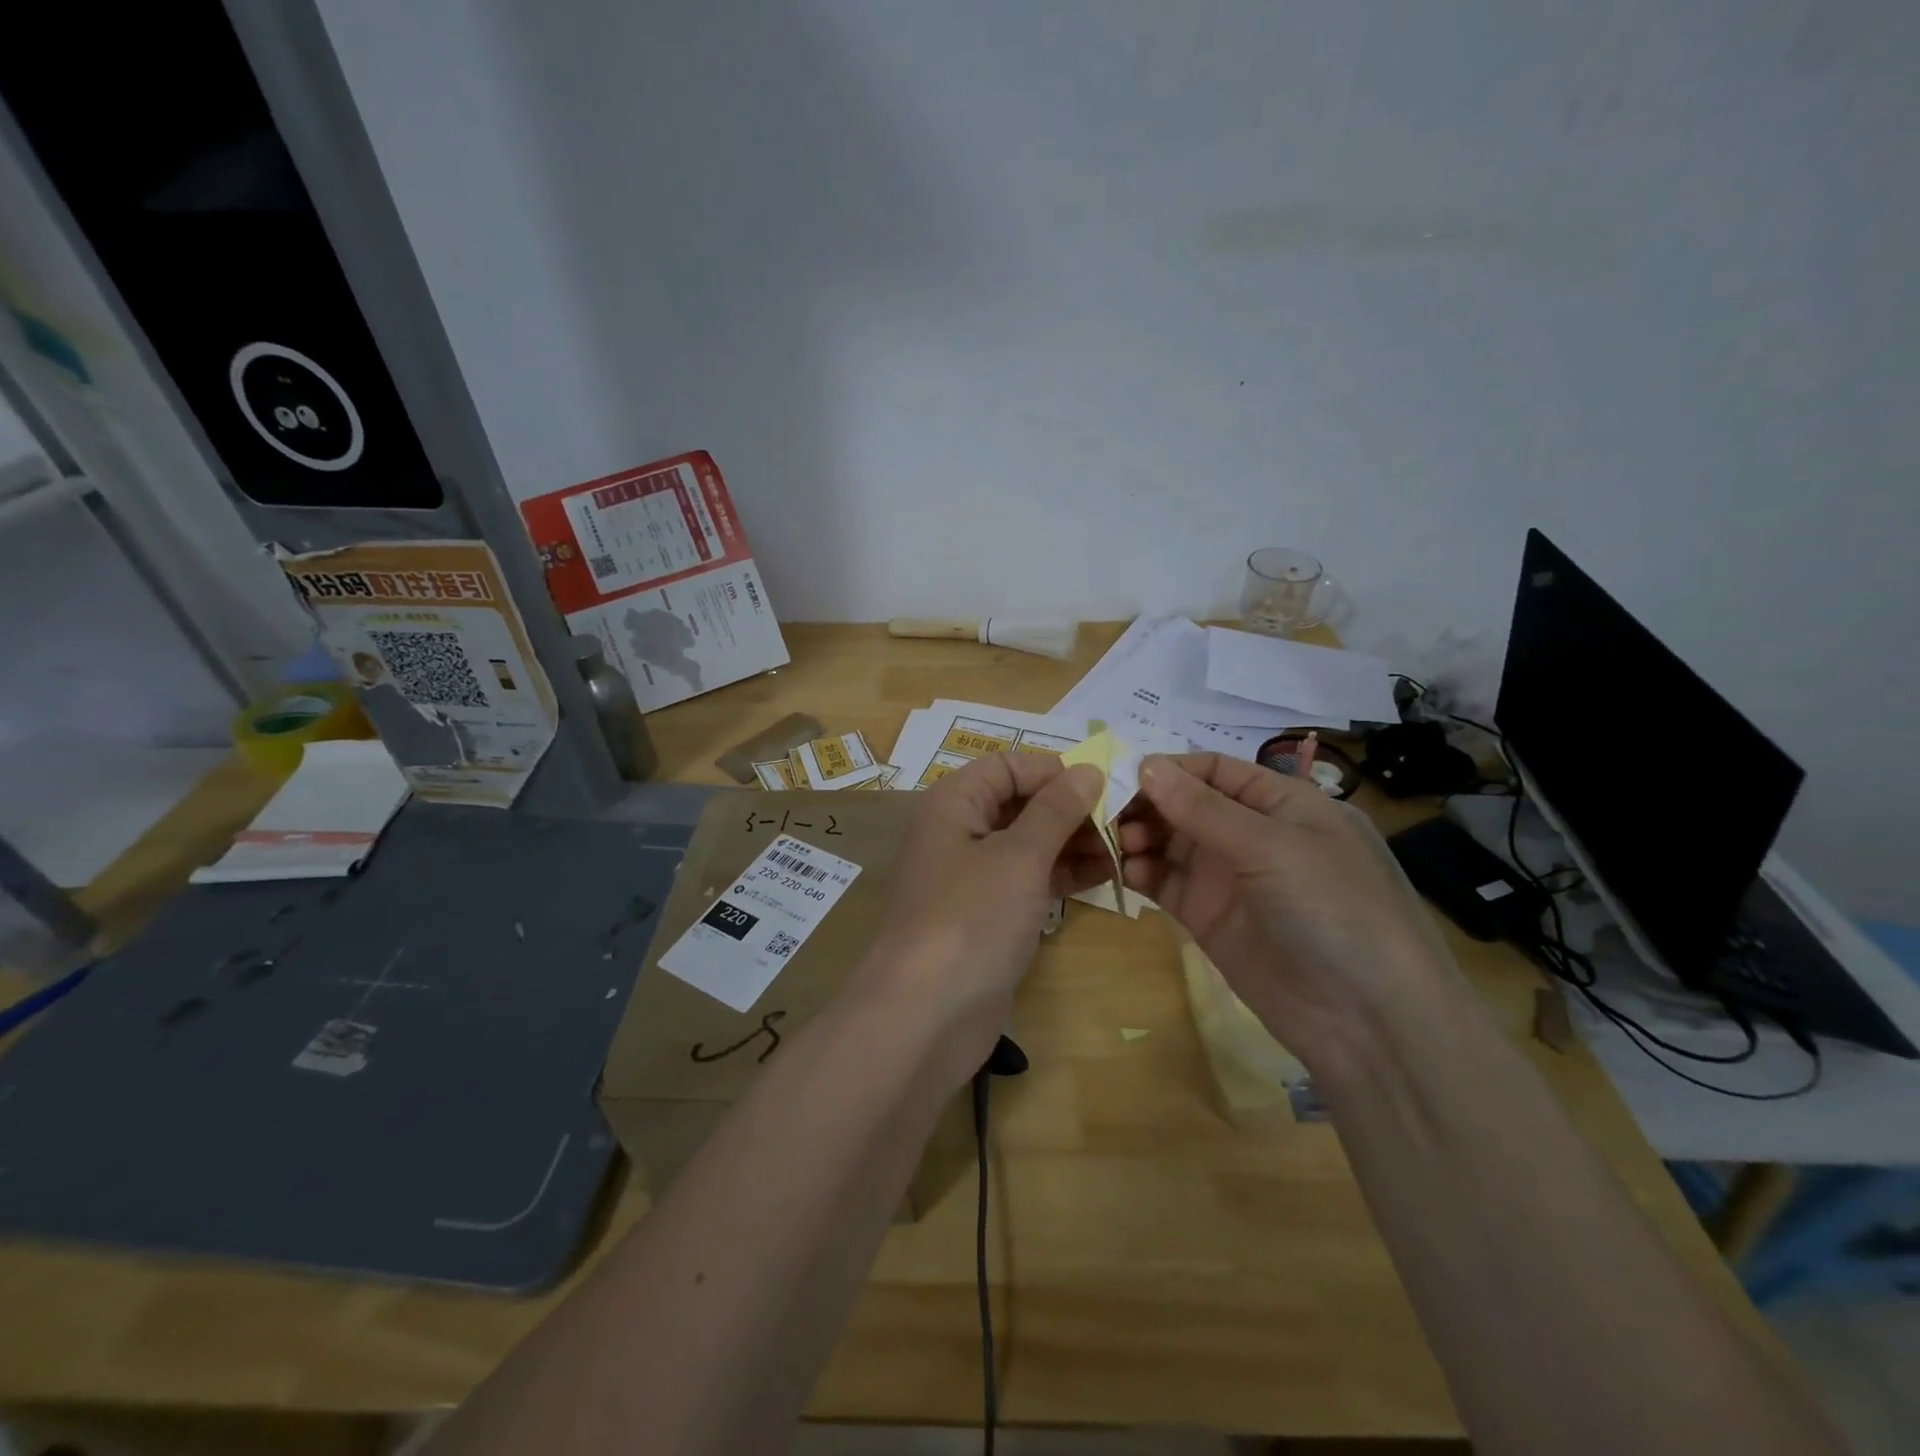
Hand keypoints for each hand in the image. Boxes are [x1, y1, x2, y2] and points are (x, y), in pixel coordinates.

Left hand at [845, 753, 1108, 1084]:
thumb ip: (1055, 810)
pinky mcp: (986, 916)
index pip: (1007, 766)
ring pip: (1028, 844)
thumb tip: (1088, 769)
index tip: (1104, 784)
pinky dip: (1062, 875)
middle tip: (1125, 821)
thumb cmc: (970, 918)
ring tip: (1125, 850)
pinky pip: (1028, 881)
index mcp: (954, 804)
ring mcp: (972, 878)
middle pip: (1019, 804)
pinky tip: (1105, 876)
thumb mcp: (1018, 857)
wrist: (924, 1016)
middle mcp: (958, 832)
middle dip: (1070, 809)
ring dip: (1072, 843)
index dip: (1054, 770)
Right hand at [1119, 753, 1455, 1068]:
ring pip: (1169, 841)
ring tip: (1118, 843)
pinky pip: (1164, 881)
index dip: (1169, 769)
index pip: (1213, 770)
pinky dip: (1140, 871)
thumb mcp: (1273, 846)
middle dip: (1146, 803)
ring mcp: (1227, 876)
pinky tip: (1124, 870)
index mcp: (1281, 803)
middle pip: (1184, 803)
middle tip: (1106, 812)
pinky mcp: (1206, 916)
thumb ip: (1204, 808)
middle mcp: (1251, 833)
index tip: (1120, 774)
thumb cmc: (1333, 909)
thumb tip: (1146, 765)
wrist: (1366, 1020)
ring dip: (1139, 835)